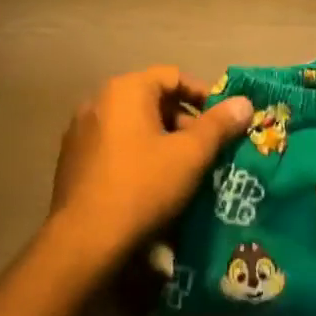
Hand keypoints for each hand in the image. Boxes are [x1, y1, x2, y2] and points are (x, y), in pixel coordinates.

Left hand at [48, 66, 252, 272]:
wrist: (85, 239)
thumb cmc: (143, 186)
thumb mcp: (190, 155)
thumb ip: (219, 125)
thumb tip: (244, 102)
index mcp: (125, 90)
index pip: (173, 76)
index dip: (203, 94)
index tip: (224, 120)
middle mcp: (98, 102)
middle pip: (151, 100)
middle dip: (184, 122)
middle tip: (207, 150)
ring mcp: (80, 131)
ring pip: (133, 125)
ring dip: (161, 140)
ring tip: (183, 169)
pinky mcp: (72, 160)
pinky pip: (114, 146)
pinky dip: (137, 155)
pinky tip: (151, 184)